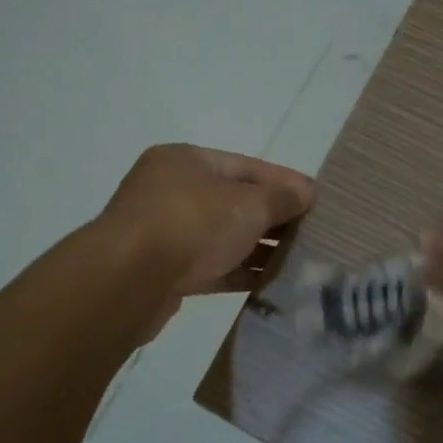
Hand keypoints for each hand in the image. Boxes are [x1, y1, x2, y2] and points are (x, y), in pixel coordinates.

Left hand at [99, 144, 314, 300]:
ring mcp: (163, 231)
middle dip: (272, 217)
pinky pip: (209, 266)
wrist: (126, 282)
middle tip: (311, 232)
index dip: (284, 181)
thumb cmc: (191, 224)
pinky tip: (269, 282)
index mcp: (186, 160)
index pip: (247, 165)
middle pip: (234, 201)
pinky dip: (237, 271)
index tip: (315, 198)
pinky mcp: (162, 271)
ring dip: (257, 248)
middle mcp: (171, 190)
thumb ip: (281, 197)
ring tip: (297, 260)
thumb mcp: (247, 204)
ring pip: (221, 236)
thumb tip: (306, 192)